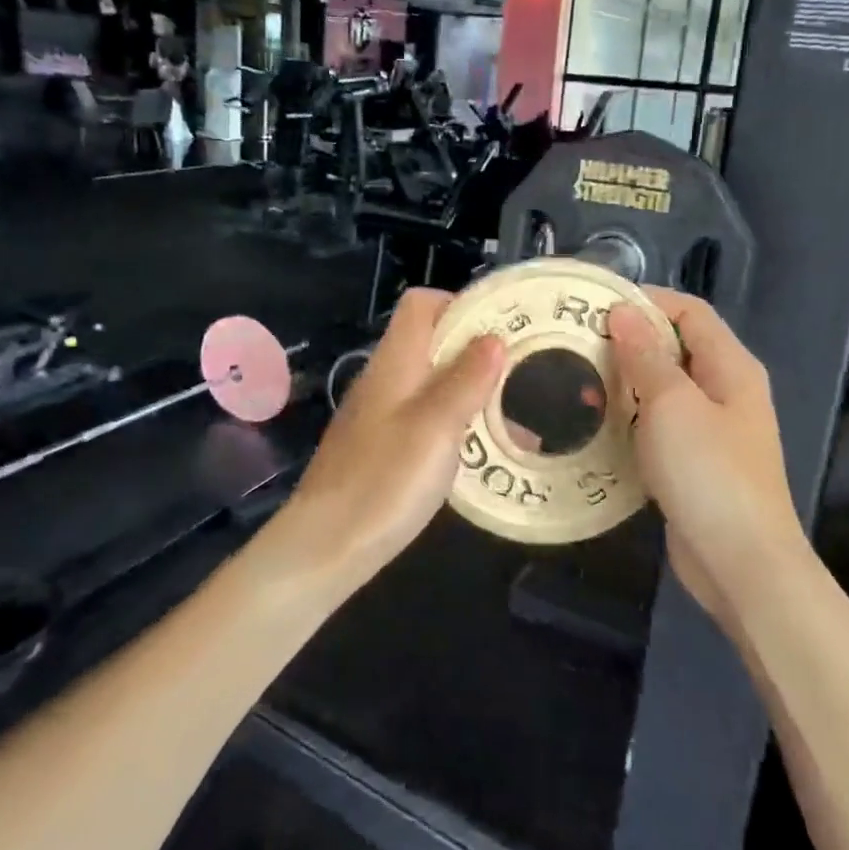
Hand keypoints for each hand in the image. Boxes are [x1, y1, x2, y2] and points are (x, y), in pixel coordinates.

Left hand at [264, 290, 501, 596]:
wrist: (327, 545)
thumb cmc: (385, 480)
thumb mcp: (436, 426)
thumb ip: (465, 379)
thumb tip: (493, 337)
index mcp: (395, 362)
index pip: (421, 304)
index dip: (460, 304)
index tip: (502, 324)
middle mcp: (384, 379)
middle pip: (430, 342)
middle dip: (476, 349)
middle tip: (521, 370)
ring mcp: (380, 414)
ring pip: (431, 383)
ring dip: (470, 390)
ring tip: (515, 414)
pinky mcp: (381, 446)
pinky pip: (425, 418)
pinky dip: (455, 422)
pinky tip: (483, 451)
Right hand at [606, 290, 803, 624]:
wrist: (741, 562)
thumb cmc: (708, 472)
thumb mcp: (672, 404)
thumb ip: (646, 356)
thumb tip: (623, 312)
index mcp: (730, 367)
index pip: (690, 311)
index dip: (646, 300)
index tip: (595, 306)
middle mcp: (725, 390)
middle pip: (675, 347)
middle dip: (628, 341)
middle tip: (576, 343)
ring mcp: (711, 429)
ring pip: (662, 388)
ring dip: (624, 381)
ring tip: (577, 381)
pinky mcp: (694, 462)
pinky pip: (658, 424)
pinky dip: (630, 417)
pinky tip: (597, 424)